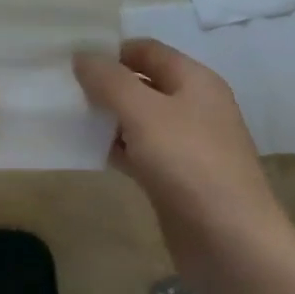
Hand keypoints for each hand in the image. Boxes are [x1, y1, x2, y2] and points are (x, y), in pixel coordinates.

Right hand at [74, 39, 284, 239]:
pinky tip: (87, 150)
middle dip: (105, 84)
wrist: (231, 243)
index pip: (147, 50)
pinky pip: (139, 151)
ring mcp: (186, 145)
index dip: (111, 50)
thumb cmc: (189, 164)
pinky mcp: (175, 178)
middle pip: (142, 83)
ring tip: (66, 116)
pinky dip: (115, 147)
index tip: (71, 59)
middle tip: (63, 88)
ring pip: (138, 119)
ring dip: (107, 117)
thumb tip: (82, 55)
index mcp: (195, 81)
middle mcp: (193, 107)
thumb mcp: (144, 112)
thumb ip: (110, 80)